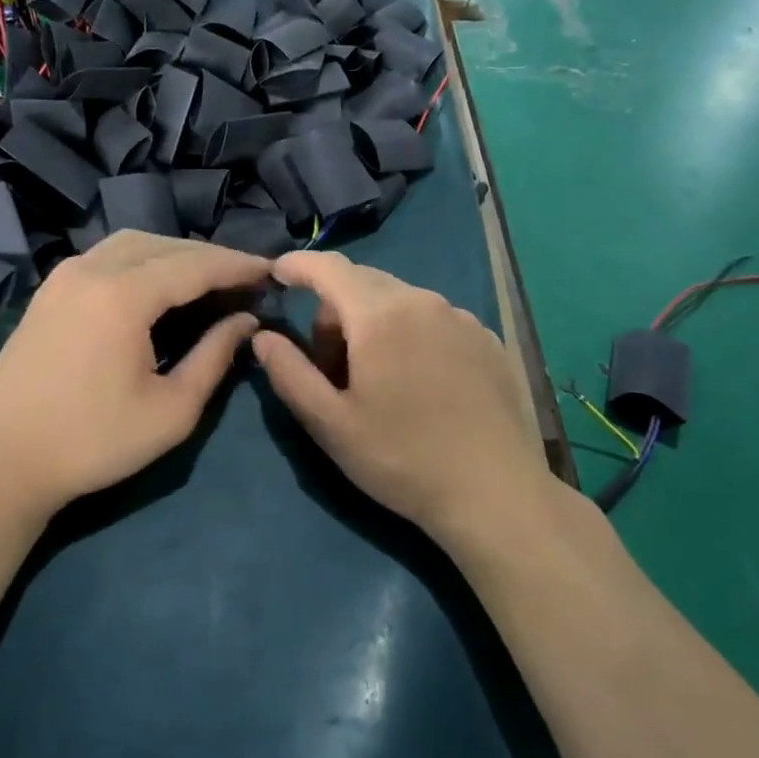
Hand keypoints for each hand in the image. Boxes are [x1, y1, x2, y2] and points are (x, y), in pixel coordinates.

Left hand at [0, 232, 269, 518]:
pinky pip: (106, 257)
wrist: (0, 461)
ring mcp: (63, 277)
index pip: (195, 265)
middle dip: (210, 257)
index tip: (273, 272)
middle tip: (245, 279)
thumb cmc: (93, 442)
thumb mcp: (172, 410)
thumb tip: (247, 320)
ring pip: (132, 245)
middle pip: (165, 246)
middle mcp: (91, 270)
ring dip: (175, 255)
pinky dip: (142, 261)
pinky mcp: (49, 291)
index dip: (238, 266)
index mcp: (122, 295)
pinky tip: (157, 287)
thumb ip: (215, 356)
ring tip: (207, 280)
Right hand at [251, 250, 551, 546]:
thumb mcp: (330, 424)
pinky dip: (412, 335)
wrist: (495, 493)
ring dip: (375, 324)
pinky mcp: (488, 339)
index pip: (329, 268)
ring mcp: (462, 318)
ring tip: (379, 381)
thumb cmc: (402, 459)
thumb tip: (262, 336)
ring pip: (400, 302)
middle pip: (363, 284)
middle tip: (331, 368)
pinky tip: (422, 385)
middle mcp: (424, 301)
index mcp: (381, 315)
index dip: (298, 265)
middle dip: (334, 311)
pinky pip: (434, 319)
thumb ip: (289, 372)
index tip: (277, 273)